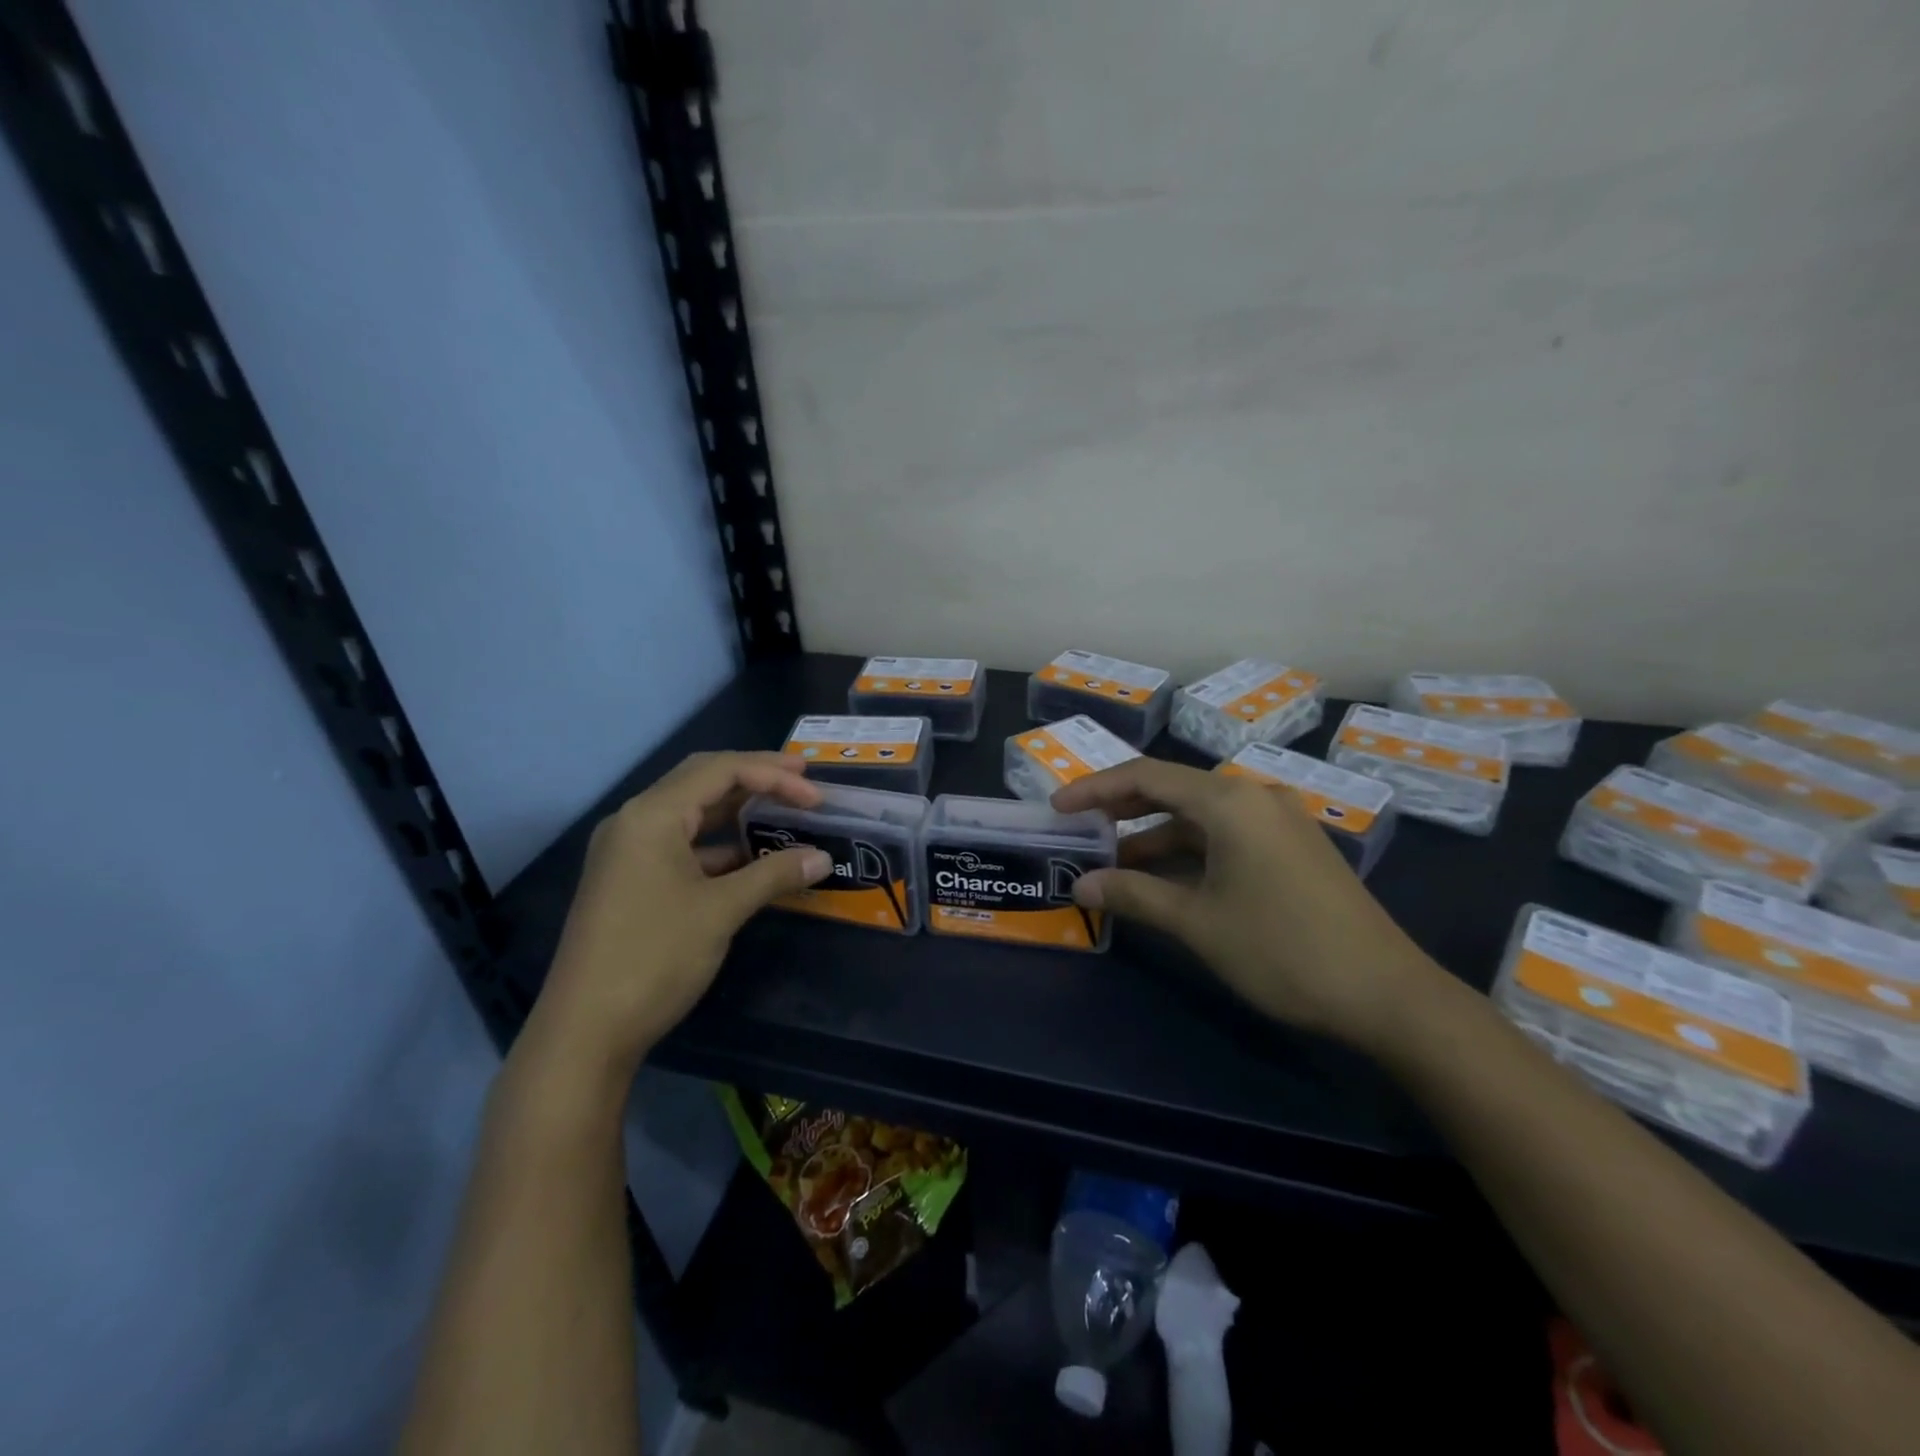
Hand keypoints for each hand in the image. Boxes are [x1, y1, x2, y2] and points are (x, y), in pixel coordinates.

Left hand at [533, 752, 831, 1072]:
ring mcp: (628, 851)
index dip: (774, 775)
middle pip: (703, 780)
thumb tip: (822, 858)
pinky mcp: (630, 879)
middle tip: (803, 783)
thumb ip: (774, 874)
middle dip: (756, 778)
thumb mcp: (721, 911)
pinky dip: (719, 845)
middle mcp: (635, 821)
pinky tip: (750, 858)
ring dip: (738, 812)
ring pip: (692, 813)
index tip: (815, 795)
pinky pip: (682, 844)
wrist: (585, 1031)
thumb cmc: (654, 957)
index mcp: (652, 815)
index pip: (720, 770)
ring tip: (783, 815)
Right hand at [1050, 758, 1443, 1052]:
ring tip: (1115, 864)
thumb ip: (1134, 894)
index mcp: (1230, 801)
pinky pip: (1226, 835)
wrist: (1387, 994)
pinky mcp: (1294, 847)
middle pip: (1173, 789)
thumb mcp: (1197, 922)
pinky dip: (1190, 851)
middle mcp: (1255, 797)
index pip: (1146, 776)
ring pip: (1200, 816)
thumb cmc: (1282, 950)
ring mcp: (1280, 821)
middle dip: (1122, 809)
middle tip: (1081, 831)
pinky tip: (1167, 879)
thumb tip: (1080, 883)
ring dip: (1155, 836)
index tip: (1058, 808)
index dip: (1096, 788)